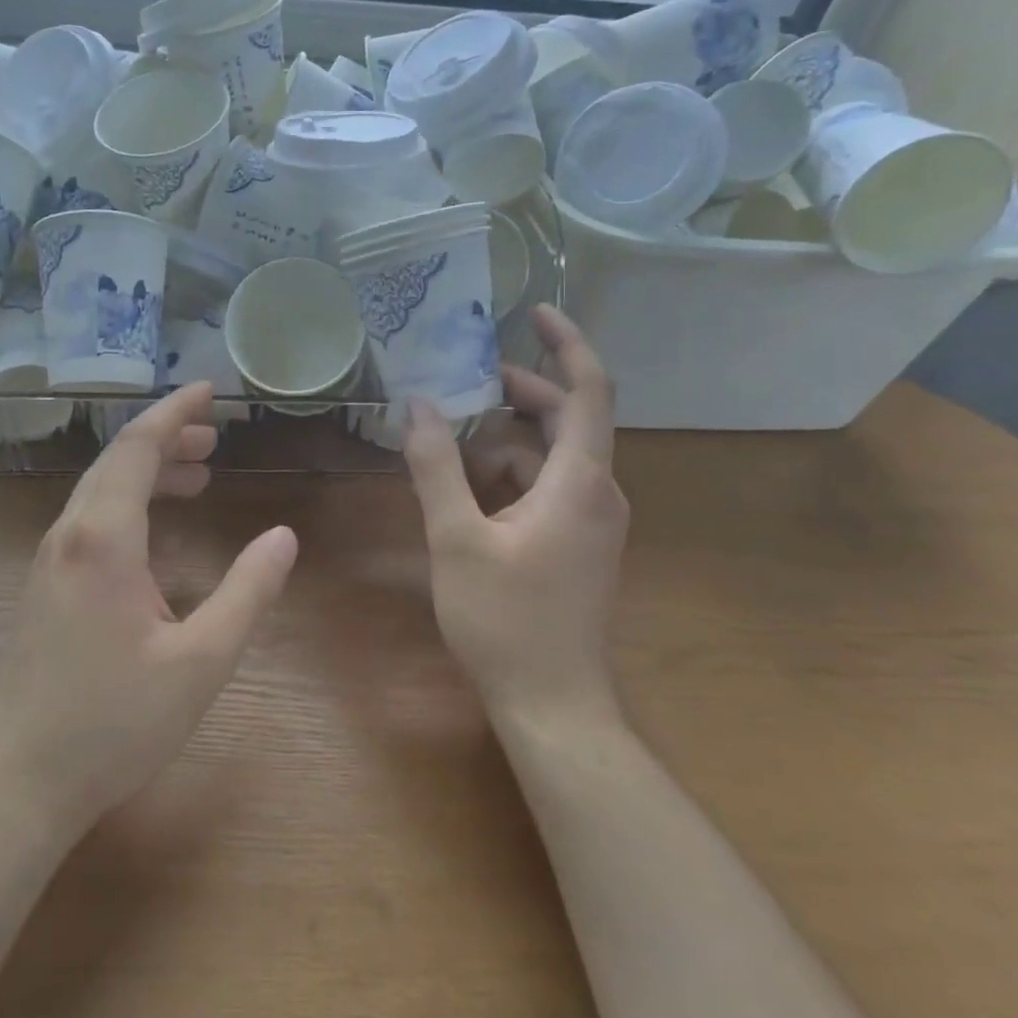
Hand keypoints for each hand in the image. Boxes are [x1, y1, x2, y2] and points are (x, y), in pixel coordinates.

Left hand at [0, 383, 297, 835]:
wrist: (19, 782)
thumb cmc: (114, 722)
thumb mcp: (201, 662)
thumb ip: (248, 593)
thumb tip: (284, 537)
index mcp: (103, 538)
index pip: (136, 447)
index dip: (173, 412)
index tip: (207, 390)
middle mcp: (69, 534)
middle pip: (116, 460)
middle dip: (165, 437)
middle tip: (214, 436)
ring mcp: (50, 561)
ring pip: (101, 490)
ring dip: (147, 471)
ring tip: (198, 474)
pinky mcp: (46, 586)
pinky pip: (91, 519)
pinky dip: (130, 503)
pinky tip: (157, 530)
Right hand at [404, 305, 628, 727]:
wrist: (553, 704)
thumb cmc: (505, 619)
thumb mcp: (455, 538)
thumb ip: (436, 467)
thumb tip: (419, 406)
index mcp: (579, 482)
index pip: (589, 391)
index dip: (567, 345)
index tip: (535, 314)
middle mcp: (598, 493)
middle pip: (567, 420)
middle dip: (519, 393)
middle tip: (465, 381)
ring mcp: (593, 522)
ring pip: (552, 458)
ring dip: (506, 441)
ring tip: (451, 440)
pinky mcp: (580, 545)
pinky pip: (548, 489)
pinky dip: (510, 476)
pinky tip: (467, 491)